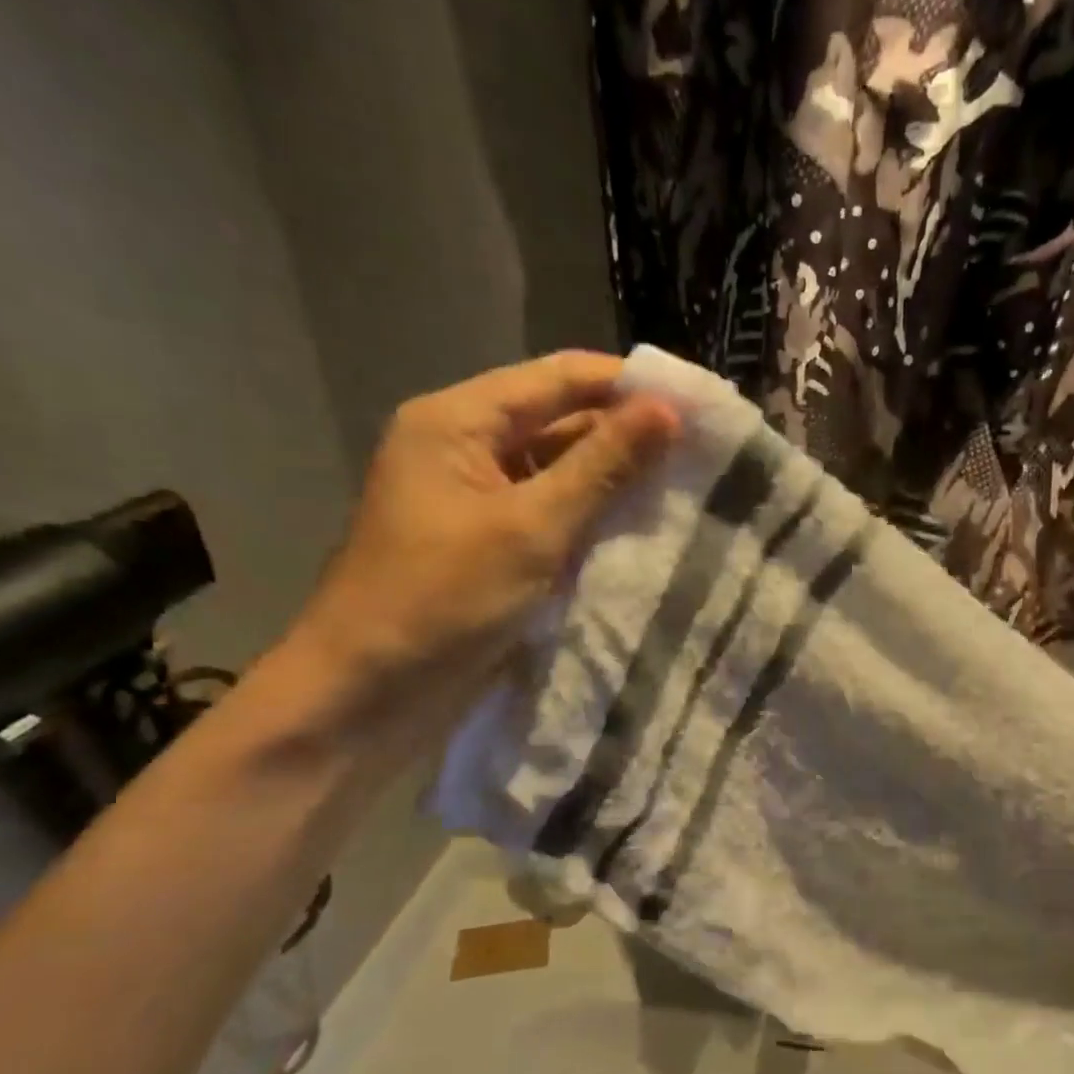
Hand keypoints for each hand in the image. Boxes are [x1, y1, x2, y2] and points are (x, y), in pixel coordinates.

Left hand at [289, 351, 676, 713]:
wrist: (370, 694)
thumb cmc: (441, 599)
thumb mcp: (531, 527)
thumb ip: (602, 466)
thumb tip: (668, 411)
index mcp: (458, 422)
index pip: (559, 379)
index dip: (628, 385)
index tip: (697, 401)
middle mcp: (466, 449)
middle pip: (560, 422)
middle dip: (627, 435)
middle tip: (703, 451)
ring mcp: (478, 500)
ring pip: (560, 472)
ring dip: (615, 481)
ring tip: (688, 487)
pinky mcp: (491, 545)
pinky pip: (552, 515)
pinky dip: (593, 519)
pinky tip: (644, 528)